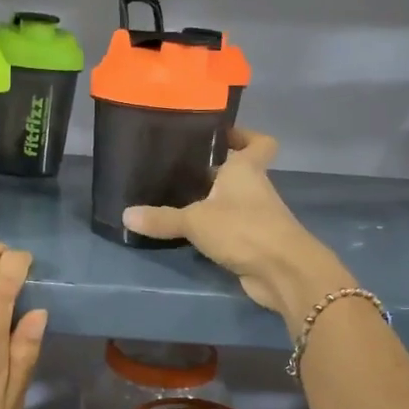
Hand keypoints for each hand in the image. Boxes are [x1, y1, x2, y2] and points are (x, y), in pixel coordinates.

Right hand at [122, 128, 353, 331]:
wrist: (282, 271)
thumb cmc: (243, 229)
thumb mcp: (195, 221)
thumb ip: (162, 219)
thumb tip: (126, 215)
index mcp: (246, 169)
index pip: (258, 142)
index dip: (244, 136)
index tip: (220, 136)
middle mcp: (255, 188)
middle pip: (238, 171)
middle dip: (213, 170)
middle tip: (178, 168)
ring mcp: (257, 217)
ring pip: (233, 201)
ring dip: (211, 201)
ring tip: (175, 199)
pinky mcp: (254, 242)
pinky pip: (231, 228)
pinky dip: (215, 229)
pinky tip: (189, 233)